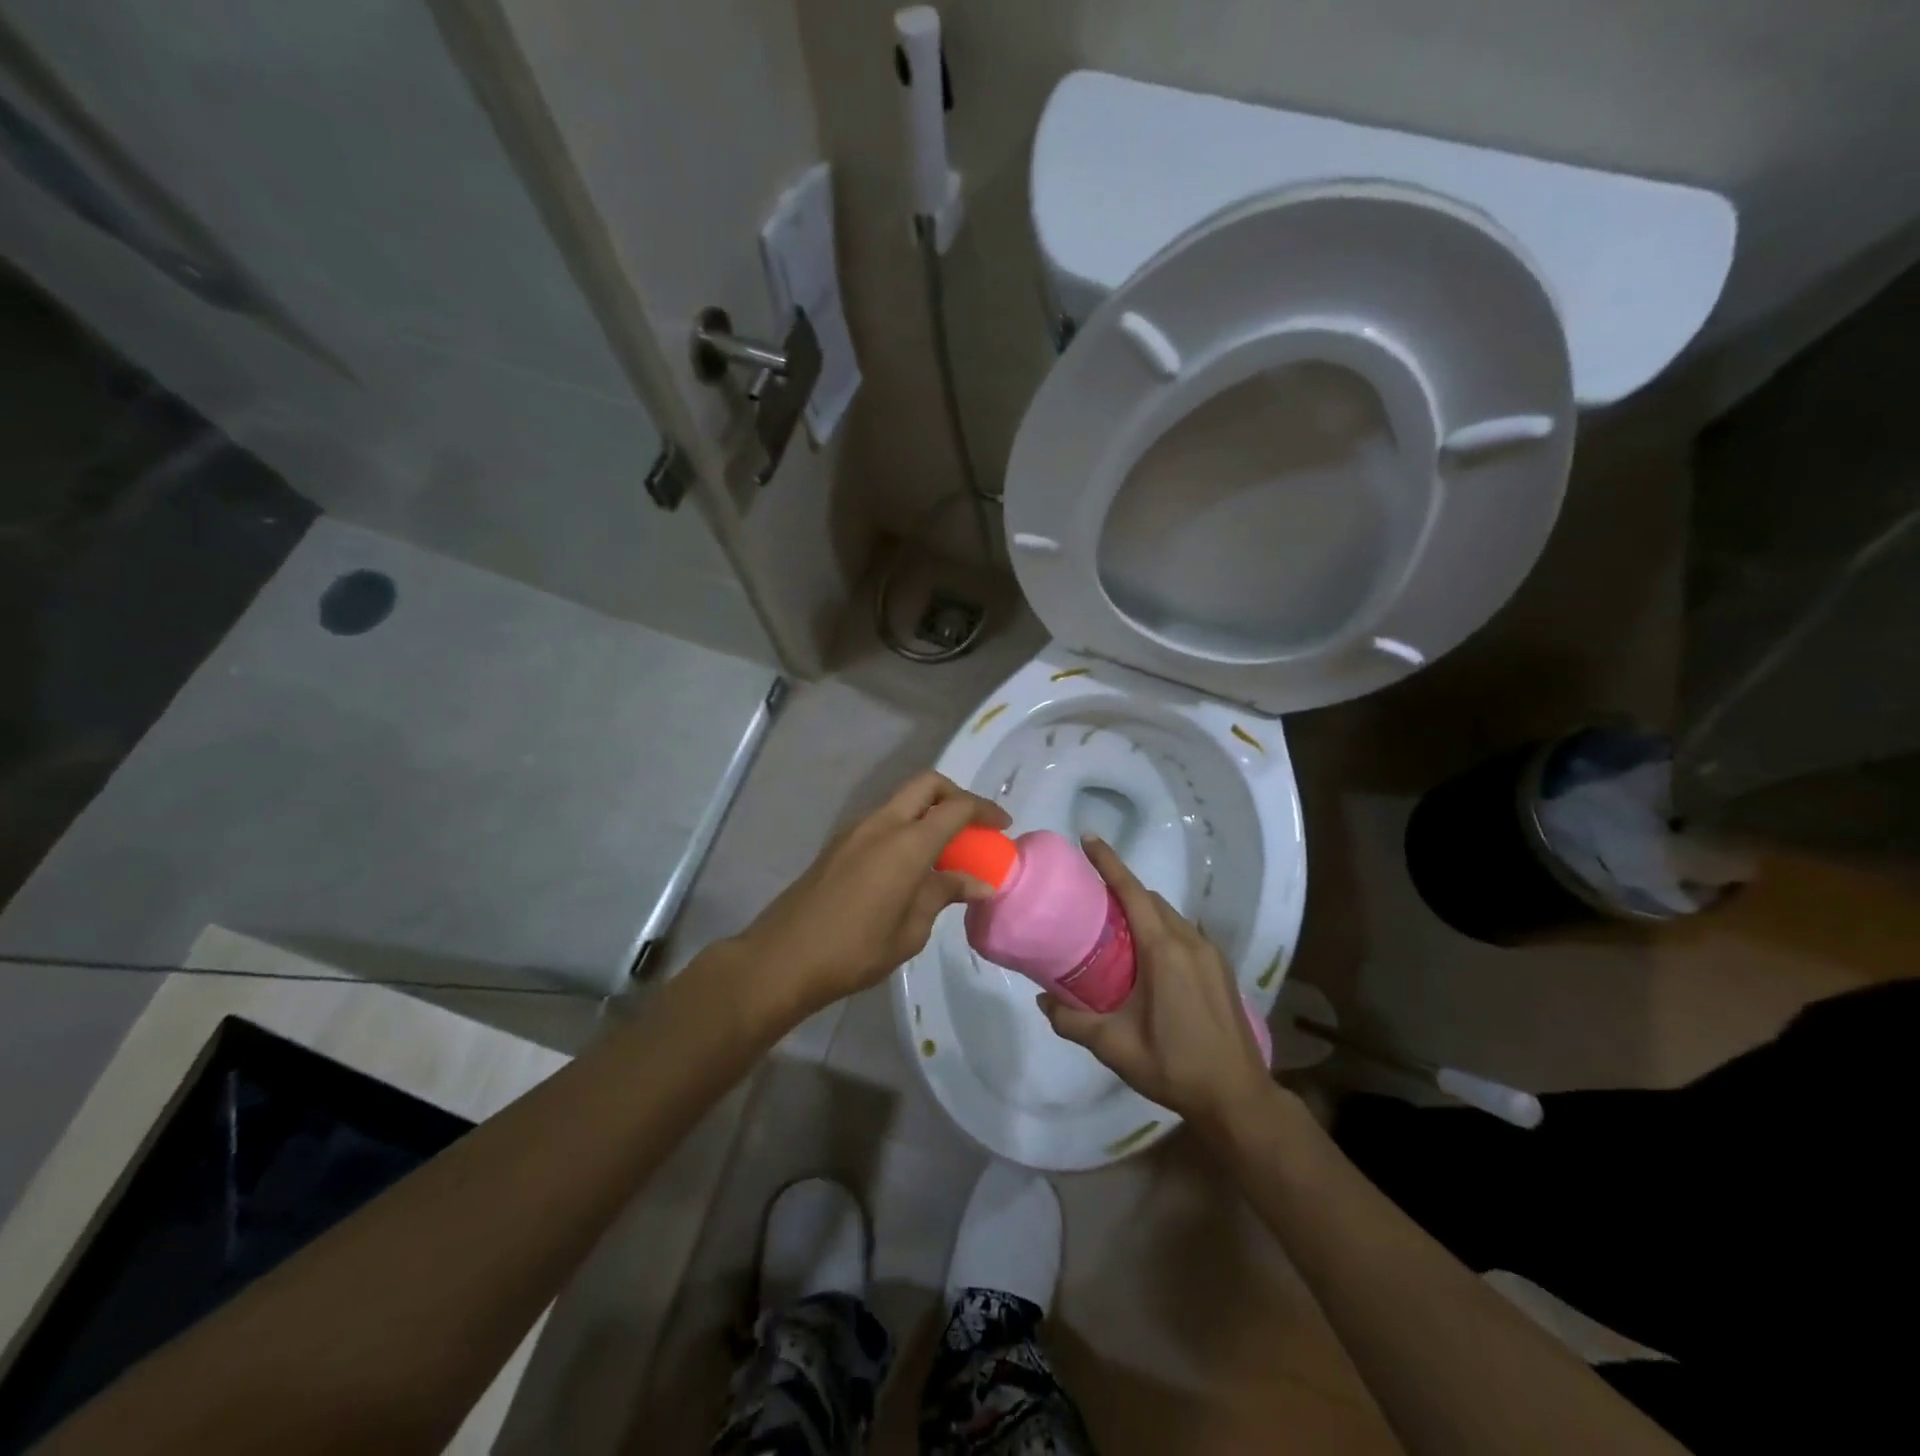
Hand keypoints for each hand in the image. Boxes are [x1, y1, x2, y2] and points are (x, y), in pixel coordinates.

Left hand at [731, 771, 1009, 1019]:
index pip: (955, 808)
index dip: (984, 810)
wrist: (783, 958)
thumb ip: (943, 894)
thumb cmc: (854, 950)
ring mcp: (855, 830)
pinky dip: (906, 827)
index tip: (1003, 827)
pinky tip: (912, 864)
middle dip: (956, 795)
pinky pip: (883, 820)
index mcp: (906, 843)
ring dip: (928, 811)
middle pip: (926, 784)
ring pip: (902, 800)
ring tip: (946, 849)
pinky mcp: (839, 844)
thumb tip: (979, 882)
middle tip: (974, 826)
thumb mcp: (910, 929)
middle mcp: (881, 824)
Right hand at [1040, 837, 1273, 1134]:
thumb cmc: (1174, 1066)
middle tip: (1089, 897)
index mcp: (1164, 951)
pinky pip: (1184, 933)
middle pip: (1151, 899)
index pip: (1132, 892)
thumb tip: (1041, 1001)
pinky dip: (1161, 928)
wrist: (1237, 1097)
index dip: (1109, 862)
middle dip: (1122, 888)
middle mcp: (1190, 942)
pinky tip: (1146, 957)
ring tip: (1113, 926)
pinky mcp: (1220, 970)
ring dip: (1143, 910)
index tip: (1088, 839)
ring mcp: (1210, 954)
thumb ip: (1072, 1022)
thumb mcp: (1115, 1047)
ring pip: (1170, 915)